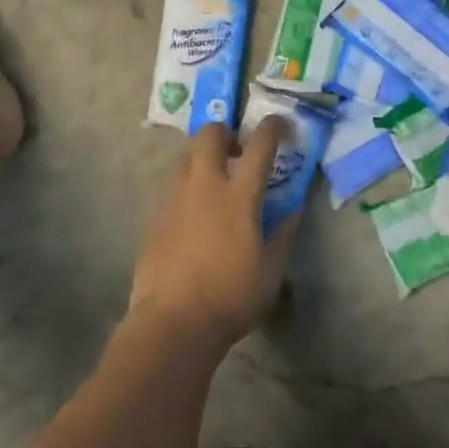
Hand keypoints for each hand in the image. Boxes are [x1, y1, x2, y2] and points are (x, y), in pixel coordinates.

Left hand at [129, 116, 299, 357]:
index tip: (279, 124)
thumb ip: (283, 235)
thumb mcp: (270, 272)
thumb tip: (294, 211)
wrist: (172, 323)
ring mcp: (175, 198)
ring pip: (186, 157)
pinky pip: (172, 188)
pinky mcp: (155, 217)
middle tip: (236, 151)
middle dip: (225, 132)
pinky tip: (192, 216)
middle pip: (210, 134)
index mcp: (239, 196)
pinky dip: (186, 189)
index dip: (272, 128)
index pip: (260, 146)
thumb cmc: (230, 298)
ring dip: (202, 158)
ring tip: (212, 181)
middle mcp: (205, 186)